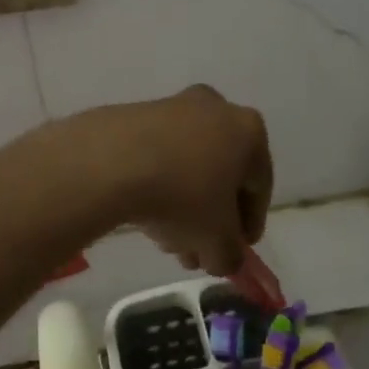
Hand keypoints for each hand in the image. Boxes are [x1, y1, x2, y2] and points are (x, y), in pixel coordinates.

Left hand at [73, 85, 271, 276]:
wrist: (109, 162)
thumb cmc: (182, 197)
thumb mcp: (216, 240)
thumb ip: (229, 256)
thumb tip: (223, 260)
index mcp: (248, 131)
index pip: (259, 186)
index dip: (250, 224)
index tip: (237, 250)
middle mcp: (215, 109)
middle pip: (219, 176)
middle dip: (210, 219)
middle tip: (198, 251)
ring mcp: (172, 108)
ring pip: (186, 168)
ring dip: (182, 207)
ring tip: (167, 243)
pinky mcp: (133, 116)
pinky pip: (157, 158)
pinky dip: (157, 186)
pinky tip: (144, 217)